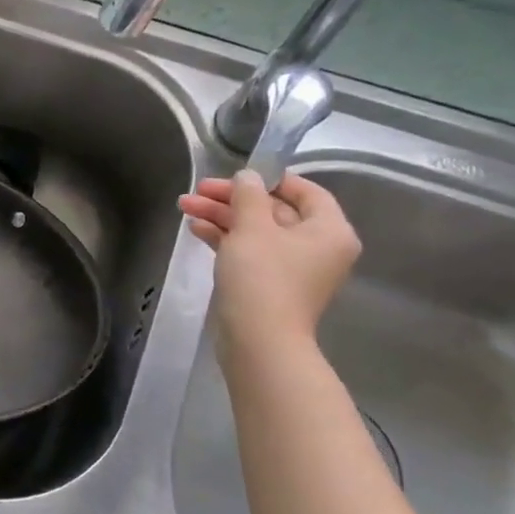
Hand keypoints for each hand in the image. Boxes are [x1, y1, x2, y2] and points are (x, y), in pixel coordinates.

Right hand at [178, 170, 361, 351]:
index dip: (270, 179)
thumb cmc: (262, 277)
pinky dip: (225, 238)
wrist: (258, 339)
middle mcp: (317, 248)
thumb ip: (248, 196)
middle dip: (232, 199)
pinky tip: (196, 228)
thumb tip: (247, 177)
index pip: (306, 192)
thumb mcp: (252, 228)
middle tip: (197, 190)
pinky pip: (249, 251)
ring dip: (222, 217)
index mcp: (329, 231)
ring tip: (185, 206)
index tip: (236, 174)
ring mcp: (293, 268)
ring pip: (257, 231)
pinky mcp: (270, 285)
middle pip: (275, 211)